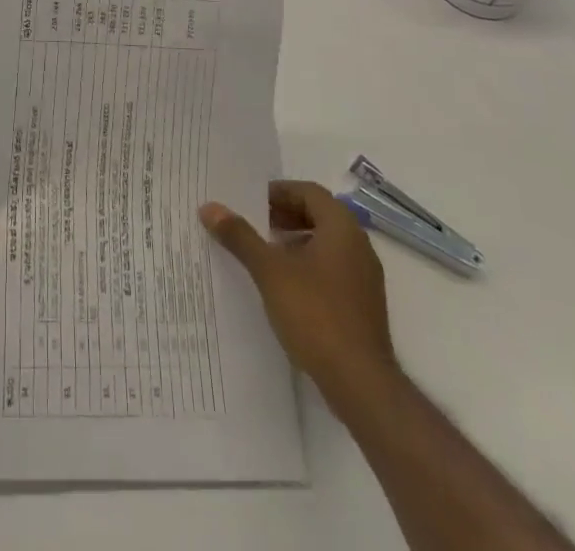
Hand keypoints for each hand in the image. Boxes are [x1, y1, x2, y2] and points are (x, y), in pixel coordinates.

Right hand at [201, 180, 397, 410]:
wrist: (360, 383)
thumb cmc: (315, 314)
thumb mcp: (269, 271)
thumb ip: (240, 236)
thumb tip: (209, 207)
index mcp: (342, 228)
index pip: (309, 192)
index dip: (279, 192)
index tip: (251, 202)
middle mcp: (359, 246)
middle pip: (319, 215)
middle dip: (285, 215)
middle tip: (254, 223)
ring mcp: (365, 278)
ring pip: (326, 244)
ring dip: (296, 240)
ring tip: (265, 253)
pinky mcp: (363, 305)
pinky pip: (333, 269)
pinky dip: (309, 265)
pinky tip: (286, 285)